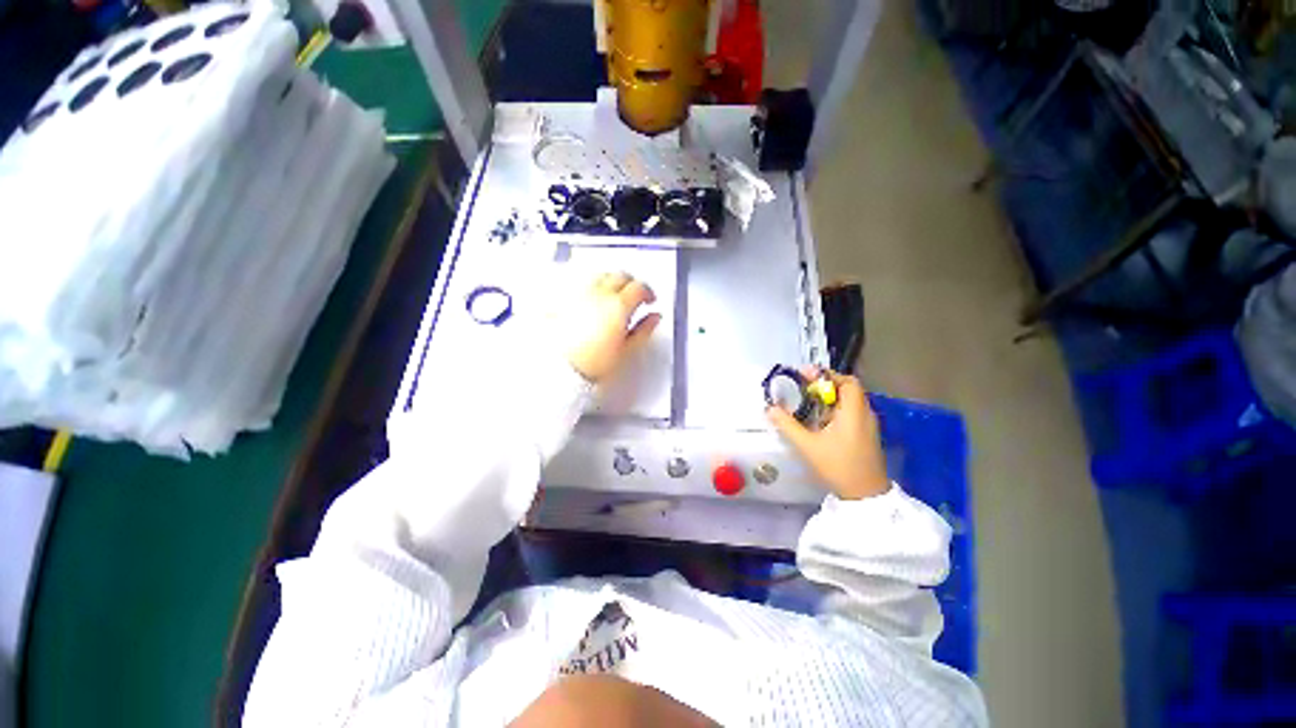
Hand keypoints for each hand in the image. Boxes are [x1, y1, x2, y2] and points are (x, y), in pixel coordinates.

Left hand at [565, 272, 661, 382]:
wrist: (558, 368)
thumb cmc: (591, 364)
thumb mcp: (626, 351)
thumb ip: (644, 330)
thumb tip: (654, 318)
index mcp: (618, 305)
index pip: (639, 287)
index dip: (648, 292)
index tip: (649, 300)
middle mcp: (598, 293)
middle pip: (620, 276)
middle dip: (631, 283)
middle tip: (635, 296)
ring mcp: (578, 294)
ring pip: (600, 276)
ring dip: (611, 281)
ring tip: (614, 296)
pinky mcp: (562, 299)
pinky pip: (581, 284)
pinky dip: (591, 288)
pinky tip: (591, 301)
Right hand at [766, 368, 889, 499]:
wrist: (865, 496)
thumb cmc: (838, 466)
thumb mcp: (807, 446)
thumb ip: (787, 425)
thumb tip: (770, 409)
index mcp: (854, 412)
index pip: (847, 381)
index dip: (827, 375)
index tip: (806, 376)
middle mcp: (864, 414)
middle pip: (848, 389)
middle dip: (825, 385)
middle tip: (803, 388)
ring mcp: (868, 425)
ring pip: (849, 401)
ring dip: (830, 398)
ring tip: (808, 402)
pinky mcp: (866, 435)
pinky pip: (851, 413)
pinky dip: (835, 409)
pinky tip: (820, 421)